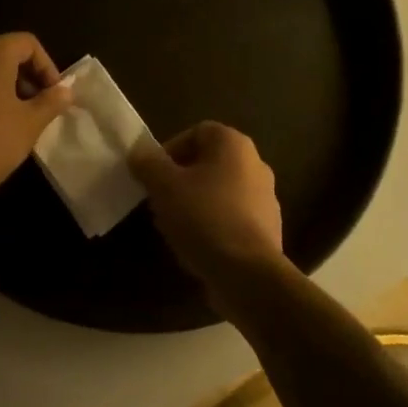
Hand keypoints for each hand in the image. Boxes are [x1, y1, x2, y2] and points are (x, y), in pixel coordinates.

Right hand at [130, 123, 283, 289]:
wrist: (247, 273)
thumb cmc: (203, 217)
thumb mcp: (164, 186)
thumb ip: (148, 163)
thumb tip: (140, 152)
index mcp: (234, 145)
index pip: (197, 132)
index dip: (170, 149)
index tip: (153, 175)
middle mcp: (256, 164)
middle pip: (208, 163)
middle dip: (180, 179)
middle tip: (159, 200)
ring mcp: (266, 198)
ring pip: (219, 191)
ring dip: (194, 202)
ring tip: (173, 225)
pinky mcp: (267, 229)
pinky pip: (231, 216)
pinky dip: (212, 224)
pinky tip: (196, 243)